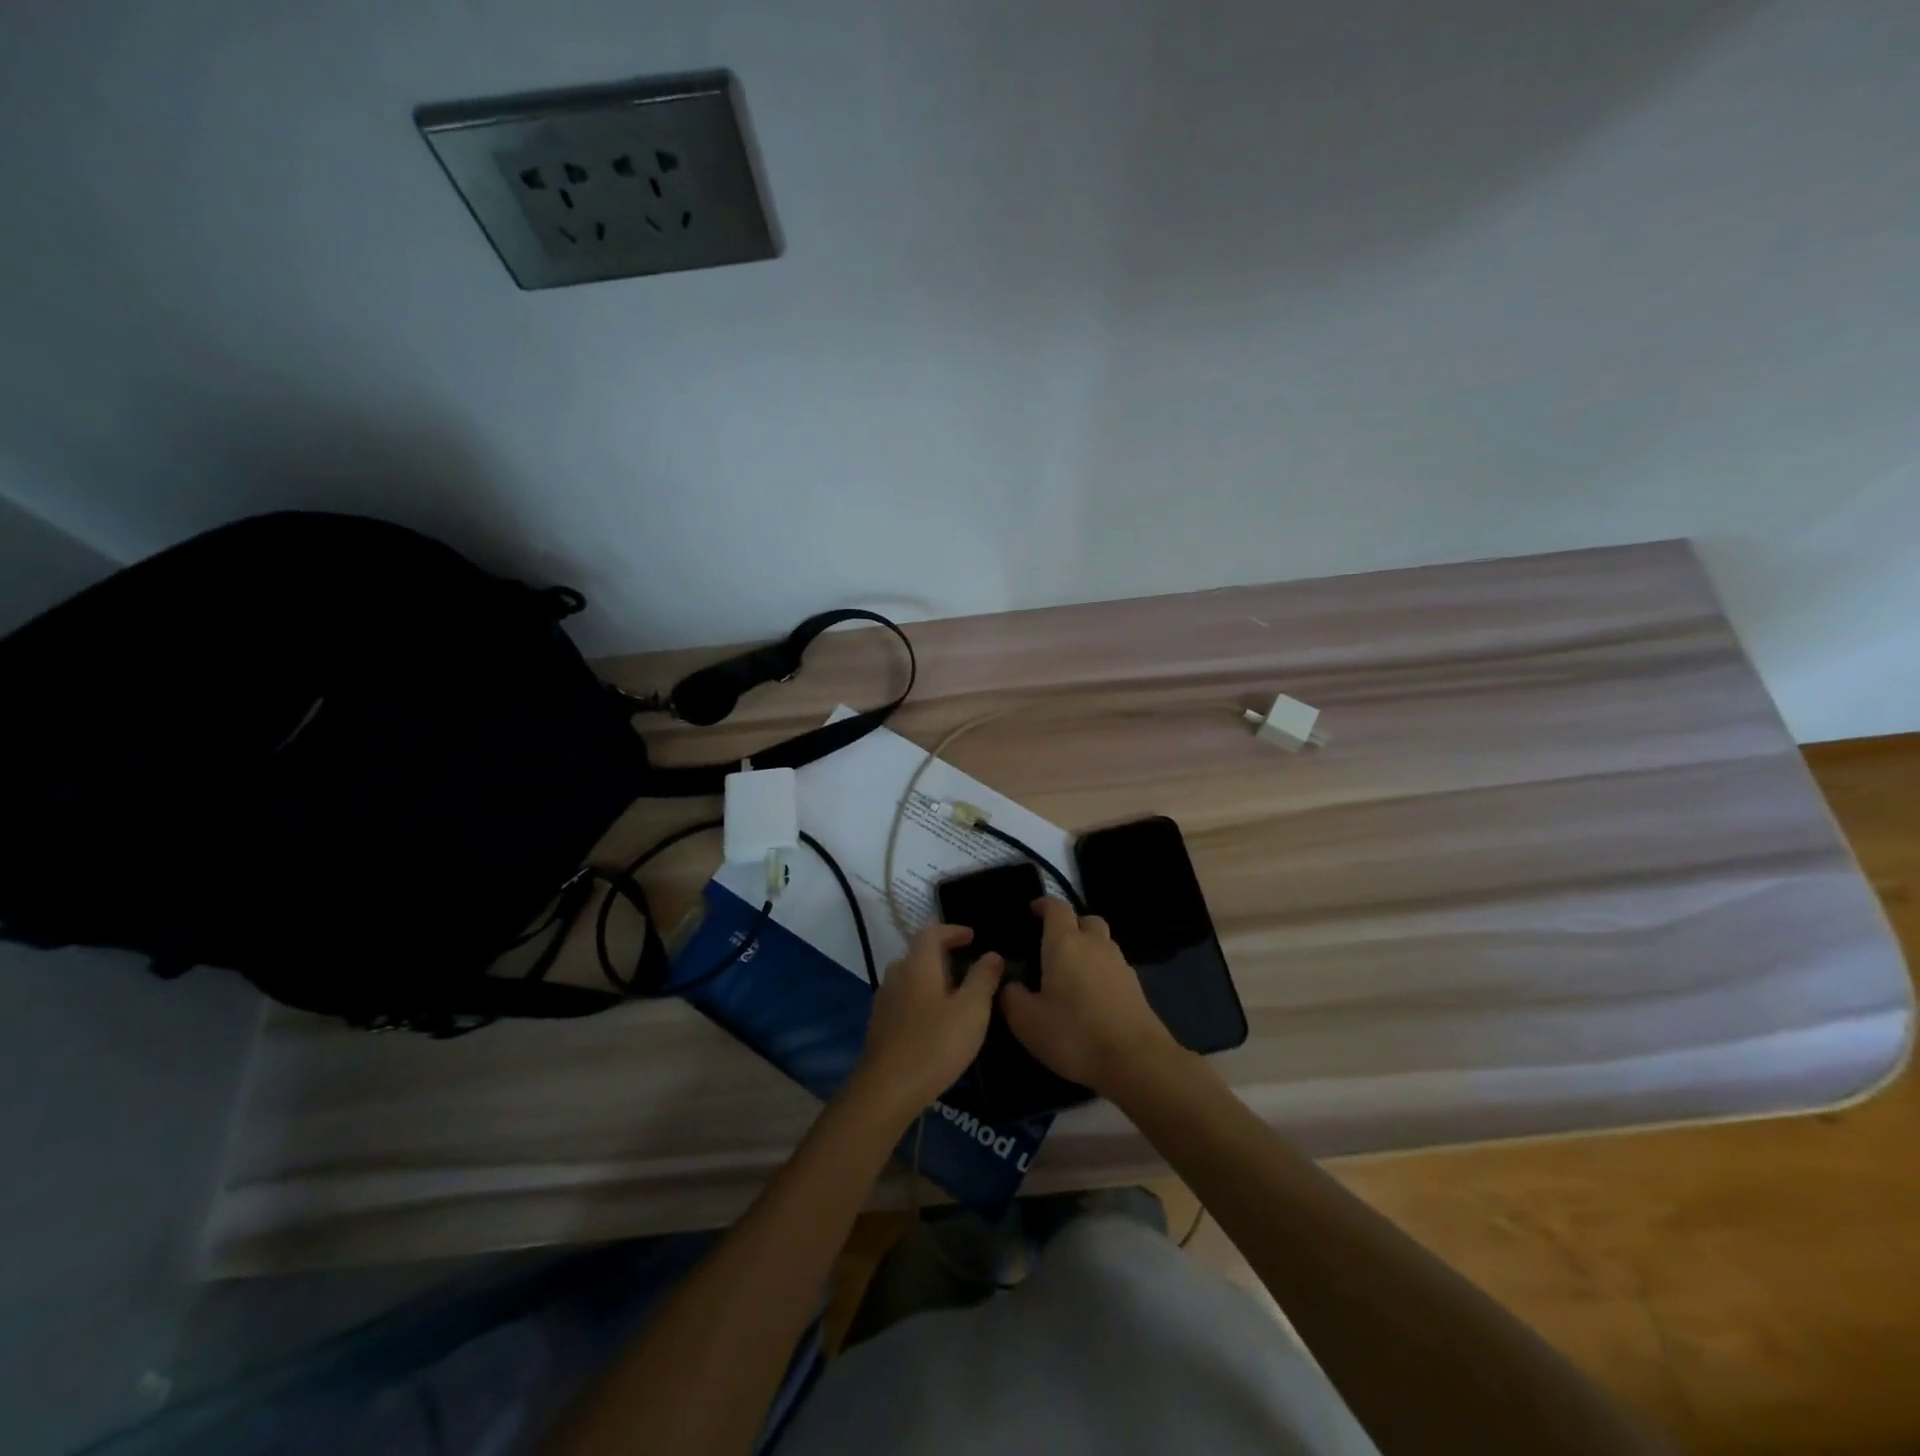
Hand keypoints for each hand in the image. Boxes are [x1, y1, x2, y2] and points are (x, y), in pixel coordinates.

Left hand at [851, 924, 1003, 1121]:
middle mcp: (897, 974)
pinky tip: (935, 1019)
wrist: (888, 1089)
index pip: (932, 932)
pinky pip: (904, 998)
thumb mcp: (972, 1009)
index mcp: (918, 964)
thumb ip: (983, 978)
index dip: (953, 930)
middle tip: (968, 965)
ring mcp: (885, 999)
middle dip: (943, 954)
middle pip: (919, 953)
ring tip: (956, 992)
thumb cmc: (935, 1043)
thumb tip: (992, 954)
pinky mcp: (880, 1024)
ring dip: (932, 977)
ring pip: (911, 976)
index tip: (972, 937)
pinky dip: (922, 997)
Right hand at [1000, 898, 1177, 1092]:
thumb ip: (1011, 997)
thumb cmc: (1074, 1034)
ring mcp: (1120, 964)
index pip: (1056, 907)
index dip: (1043, 905)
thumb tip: (1009, 984)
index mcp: (1065, 943)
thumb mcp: (1027, 1021)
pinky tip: (1092, 996)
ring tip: (1071, 973)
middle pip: (1085, 920)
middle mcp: (1095, 944)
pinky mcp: (1136, 986)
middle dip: (1070, 925)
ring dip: (1088, 948)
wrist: (1135, 1061)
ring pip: (1103, 942)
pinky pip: (1114, 966)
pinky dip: (1101, 971)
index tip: (1032, 912)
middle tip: (1053, 946)